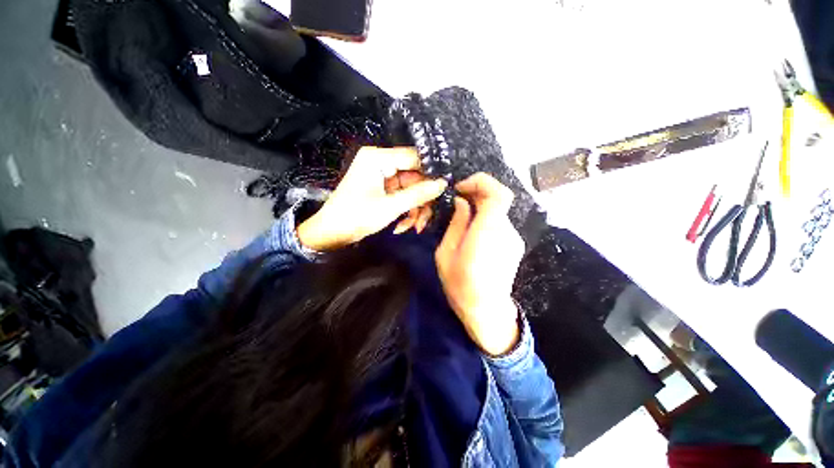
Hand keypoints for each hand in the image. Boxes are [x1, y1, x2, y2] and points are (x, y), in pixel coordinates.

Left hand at [297, 147, 447, 250]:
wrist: (331, 234)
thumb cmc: (356, 217)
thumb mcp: (390, 207)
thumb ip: (418, 194)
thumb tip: (443, 183)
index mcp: (378, 158)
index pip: (414, 157)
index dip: (431, 172)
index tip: (446, 187)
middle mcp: (381, 162)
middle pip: (414, 176)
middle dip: (422, 199)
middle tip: (428, 218)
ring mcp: (382, 177)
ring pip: (411, 189)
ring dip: (415, 209)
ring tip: (415, 227)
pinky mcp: (383, 189)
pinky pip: (402, 196)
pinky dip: (406, 211)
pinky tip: (403, 226)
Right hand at [435, 173, 523, 355]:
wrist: (486, 312)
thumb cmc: (460, 285)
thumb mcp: (446, 253)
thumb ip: (456, 224)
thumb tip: (462, 203)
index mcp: (488, 232)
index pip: (498, 193)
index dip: (481, 182)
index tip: (461, 188)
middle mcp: (506, 231)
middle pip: (498, 199)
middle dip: (477, 193)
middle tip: (458, 200)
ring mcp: (514, 239)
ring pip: (498, 212)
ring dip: (480, 208)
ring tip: (462, 220)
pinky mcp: (515, 245)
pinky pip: (499, 224)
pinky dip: (486, 220)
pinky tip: (473, 234)